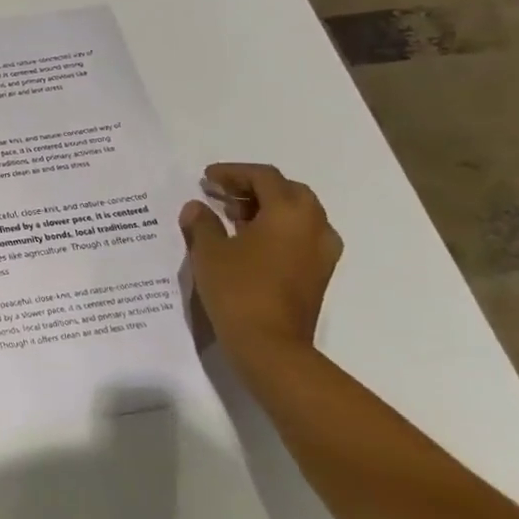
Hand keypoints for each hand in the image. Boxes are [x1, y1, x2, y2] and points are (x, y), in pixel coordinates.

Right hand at [179, 163, 341, 364]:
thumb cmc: (238, 289)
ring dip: (267, 208)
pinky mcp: (318, 274)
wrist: (270, 345)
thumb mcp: (209, 251)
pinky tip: (249, 242)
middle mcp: (314, 226)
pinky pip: (300, 236)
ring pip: (297, 214)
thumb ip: (202, 222)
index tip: (207, 178)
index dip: (233, 172)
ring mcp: (321, 252)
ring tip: (233, 217)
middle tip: (222, 194)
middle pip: (287, 191)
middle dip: (254, 188)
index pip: (264, 177)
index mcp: (290, 212)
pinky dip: (277, 229)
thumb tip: (197, 207)